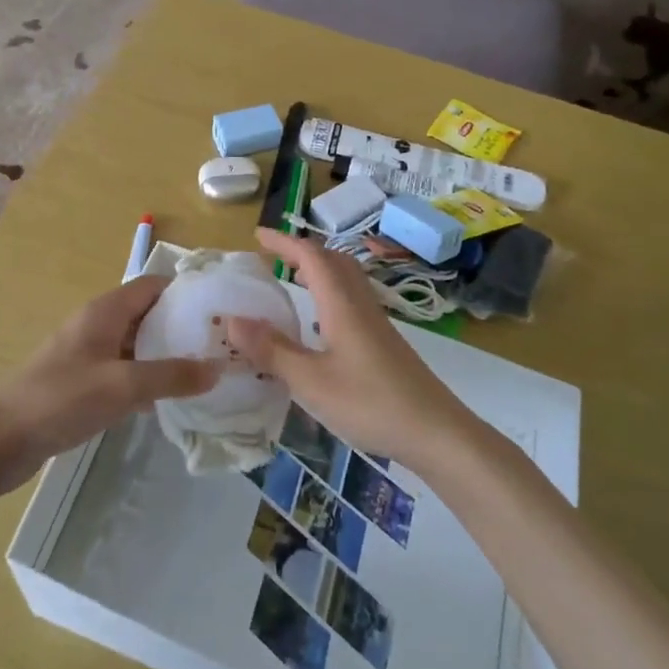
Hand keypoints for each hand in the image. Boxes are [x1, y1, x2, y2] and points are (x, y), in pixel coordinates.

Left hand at [0, 276, 218, 494]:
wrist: (1, 439)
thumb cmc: (62, 399)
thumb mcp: (123, 385)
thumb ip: (171, 375)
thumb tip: (218, 367)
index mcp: (106, 311)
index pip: (154, 285)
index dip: (186, 293)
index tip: (220, 312)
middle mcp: (98, 324)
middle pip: (148, 314)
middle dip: (182, 328)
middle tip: (220, 349)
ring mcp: (88, 354)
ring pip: (137, 346)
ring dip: (166, 357)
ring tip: (205, 375)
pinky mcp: (82, 382)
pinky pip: (123, 372)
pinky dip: (146, 380)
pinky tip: (169, 402)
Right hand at [226, 229, 473, 469]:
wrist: (436, 432)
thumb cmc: (371, 403)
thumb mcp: (311, 381)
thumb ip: (272, 351)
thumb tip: (231, 319)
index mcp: (341, 305)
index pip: (311, 257)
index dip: (284, 242)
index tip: (257, 236)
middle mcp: (361, 305)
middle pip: (333, 260)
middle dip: (302, 251)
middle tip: (273, 257)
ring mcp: (377, 323)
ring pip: (346, 279)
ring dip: (318, 270)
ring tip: (292, 281)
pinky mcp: (384, 342)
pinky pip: (352, 300)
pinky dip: (330, 294)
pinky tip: (320, 322)